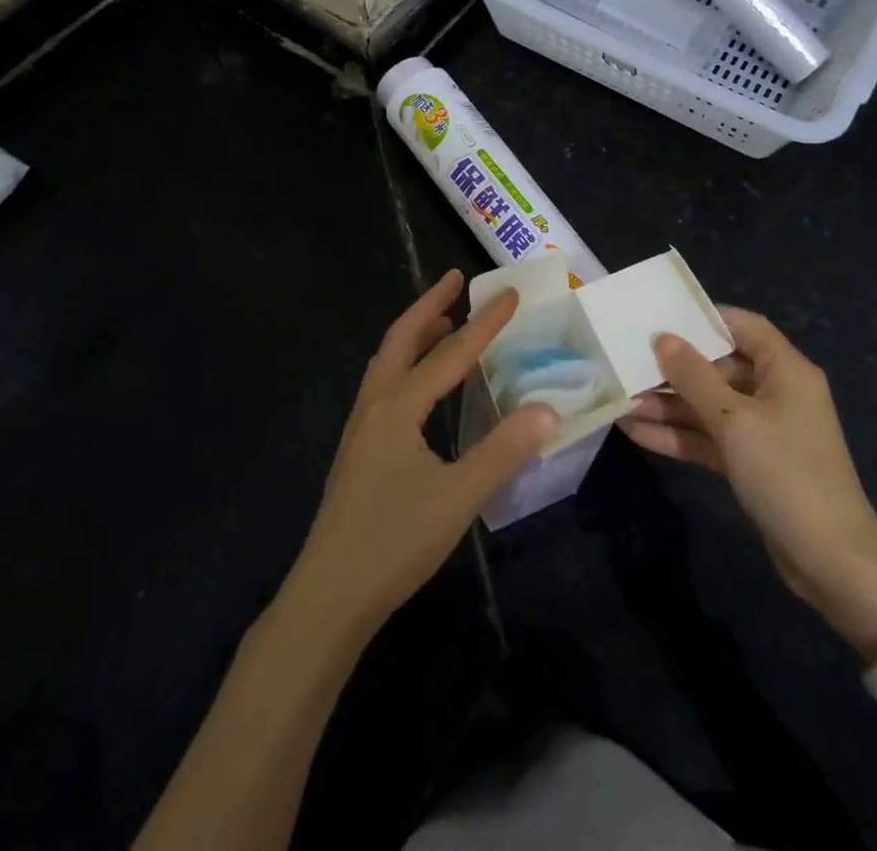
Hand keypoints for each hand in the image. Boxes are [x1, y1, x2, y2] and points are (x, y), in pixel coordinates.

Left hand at [289, 270, 556, 634]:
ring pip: (387, 361)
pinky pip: (384, 385)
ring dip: (415, 333)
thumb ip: (504, 450)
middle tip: (456, 279)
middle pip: (401, 338)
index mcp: (397, 407)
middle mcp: (374, 405)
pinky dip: (406, 364)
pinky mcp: (359, 450)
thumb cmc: (395, 541)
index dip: (484, 324)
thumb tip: (547, 409)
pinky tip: (423, 386)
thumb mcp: (459, 497)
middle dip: (430, 305)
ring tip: (442, 321)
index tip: (511, 294)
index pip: (450, 354)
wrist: (329, 596)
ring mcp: (360, 428)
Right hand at [620, 306, 876, 656]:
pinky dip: (679, 435)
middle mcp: (776, 392)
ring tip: (622, 402)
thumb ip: (695, 377)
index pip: (744, 326)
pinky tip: (637, 432)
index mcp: (785, 370)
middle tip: (628, 363)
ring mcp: (764, 429)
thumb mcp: (735, 421)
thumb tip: (663, 338)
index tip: (661, 317)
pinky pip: (710, 437)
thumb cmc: (787, 475)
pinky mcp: (752, 462)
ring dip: (669, 405)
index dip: (704, 318)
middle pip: (719, 367)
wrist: (832, 562)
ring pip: (709, 405)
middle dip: (675, 369)